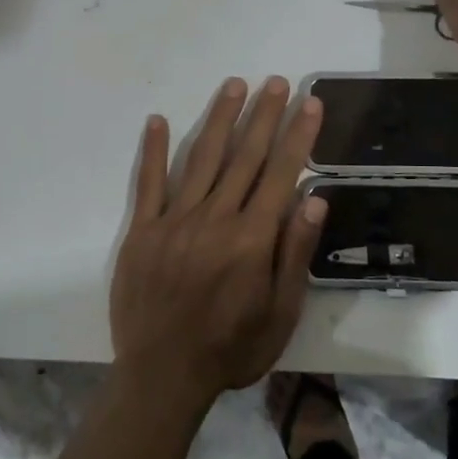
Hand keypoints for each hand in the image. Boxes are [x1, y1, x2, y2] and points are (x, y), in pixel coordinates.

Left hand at [110, 77, 325, 411]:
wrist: (162, 377)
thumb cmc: (231, 349)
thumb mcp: (280, 313)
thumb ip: (295, 252)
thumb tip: (315, 197)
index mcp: (251, 239)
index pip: (281, 173)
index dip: (297, 135)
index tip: (309, 102)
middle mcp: (214, 219)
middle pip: (244, 156)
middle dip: (263, 115)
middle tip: (275, 81)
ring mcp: (174, 221)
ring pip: (202, 159)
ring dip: (219, 119)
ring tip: (234, 86)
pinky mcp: (142, 231)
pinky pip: (149, 183)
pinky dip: (155, 150)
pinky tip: (159, 120)